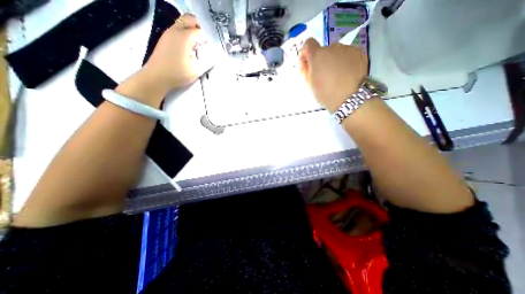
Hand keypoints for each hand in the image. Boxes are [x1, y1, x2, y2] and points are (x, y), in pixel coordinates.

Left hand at [117, 14, 214, 107]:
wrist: (157, 76)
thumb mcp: (196, 70)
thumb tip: (213, 58)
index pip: (199, 31)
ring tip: (198, 46)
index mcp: (184, 37)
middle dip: (198, 26)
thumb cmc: (178, 73)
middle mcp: (175, 31)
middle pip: (188, 19)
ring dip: (191, 31)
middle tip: (205, 40)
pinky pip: (177, 31)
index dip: (207, 38)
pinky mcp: (164, 39)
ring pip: (182, 24)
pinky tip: (188, 49)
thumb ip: (207, 62)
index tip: (211, 46)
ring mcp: (168, 34)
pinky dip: (184, 35)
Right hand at [299, 38, 368, 110]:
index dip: (306, 52)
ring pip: (337, 52)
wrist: (350, 98)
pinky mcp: (360, 52)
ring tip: (337, 75)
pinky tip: (347, 73)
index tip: (308, 63)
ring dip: (334, 60)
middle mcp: (332, 47)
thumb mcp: (310, 84)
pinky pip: (348, 54)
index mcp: (317, 55)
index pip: (309, 43)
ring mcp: (347, 49)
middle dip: (321, 59)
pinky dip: (345, 61)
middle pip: (324, 50)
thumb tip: (304, 62)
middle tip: (324, 74)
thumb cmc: (326, 93)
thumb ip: (305, 70)